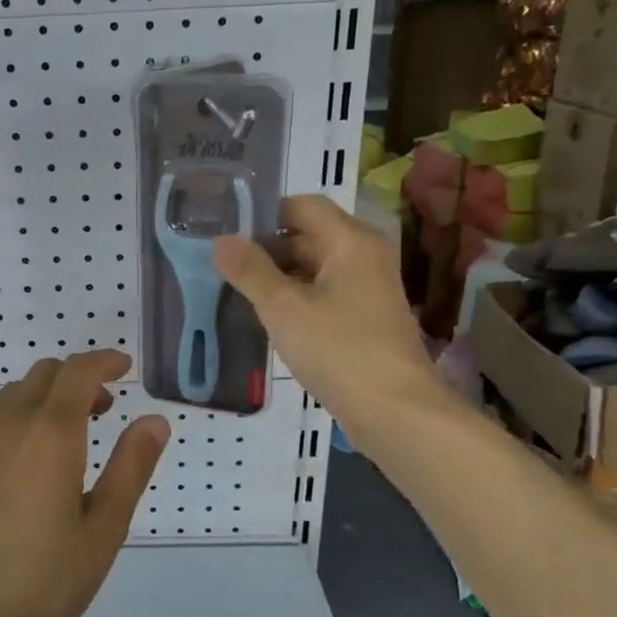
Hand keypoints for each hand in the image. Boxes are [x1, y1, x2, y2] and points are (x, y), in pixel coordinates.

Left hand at [0, 350, 170, 616]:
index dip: (103, 361)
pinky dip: (4, 431)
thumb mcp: (104, 529)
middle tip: (99, 410)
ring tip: (55, 446)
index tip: (122, 367)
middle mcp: (2, 425)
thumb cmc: (46, 582)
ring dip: (38, 405)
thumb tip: (154, 420)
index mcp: (49, 434)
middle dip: (74, 380)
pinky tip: (10, 475)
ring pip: (7, 401)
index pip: (78, 371)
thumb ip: (131, 466)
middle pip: (41, 376)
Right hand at [214, 195, 439, 430]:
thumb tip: (222, 240)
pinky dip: (297, 296)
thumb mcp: (283, 308)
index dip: (264, 214)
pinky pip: (325, 291)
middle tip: (224, 265)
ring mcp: (369, 287)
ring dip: (280, 275)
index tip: (227, 234)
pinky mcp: (367, 316)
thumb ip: (250, 270)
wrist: (394, 411)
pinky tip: (270, 317)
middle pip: (309, 234)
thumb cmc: (338, 350)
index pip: (302, 205)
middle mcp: (364, 255)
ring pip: (315, 266)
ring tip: (238, 291)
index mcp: (350, 241)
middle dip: (267, 247)